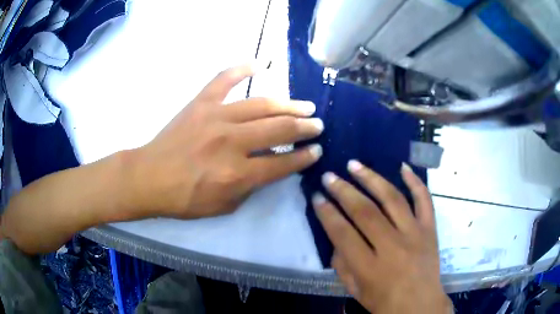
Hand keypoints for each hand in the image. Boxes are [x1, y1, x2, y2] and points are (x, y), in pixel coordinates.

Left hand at [132, 63, 323, 218]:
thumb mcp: (224, 206)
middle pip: (278, 130)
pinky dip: (242, 69)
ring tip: (305, 106)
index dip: (304, 158)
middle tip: (318, 125)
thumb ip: (251, 186)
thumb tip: (270, 166)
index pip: (282, 163)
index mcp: (237, 173)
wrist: (149, 178)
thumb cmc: (184, 198)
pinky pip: (224, 80)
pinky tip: (260, 64)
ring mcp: (216, 117)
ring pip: (261, 105)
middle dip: (304, 128)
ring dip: (288, 105)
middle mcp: (232, 142)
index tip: (317, 150)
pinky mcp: (201, 103)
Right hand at [313, 161, 452, 313]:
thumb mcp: (355, 291)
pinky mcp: (430, 229)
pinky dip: (415, 182)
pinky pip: (424, 201)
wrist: (421, 306)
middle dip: (343, 191)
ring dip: (371, 179)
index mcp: (370, 268)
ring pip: (392, 199)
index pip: (343, 234)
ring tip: (355, 164)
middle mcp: (393, 247)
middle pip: (365, 212)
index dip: (327, 213)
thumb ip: (342, 265)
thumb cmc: (384, 302)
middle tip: (329, 176)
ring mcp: (414, 234)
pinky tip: (402, 167)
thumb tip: (337, 238)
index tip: (317, 197)